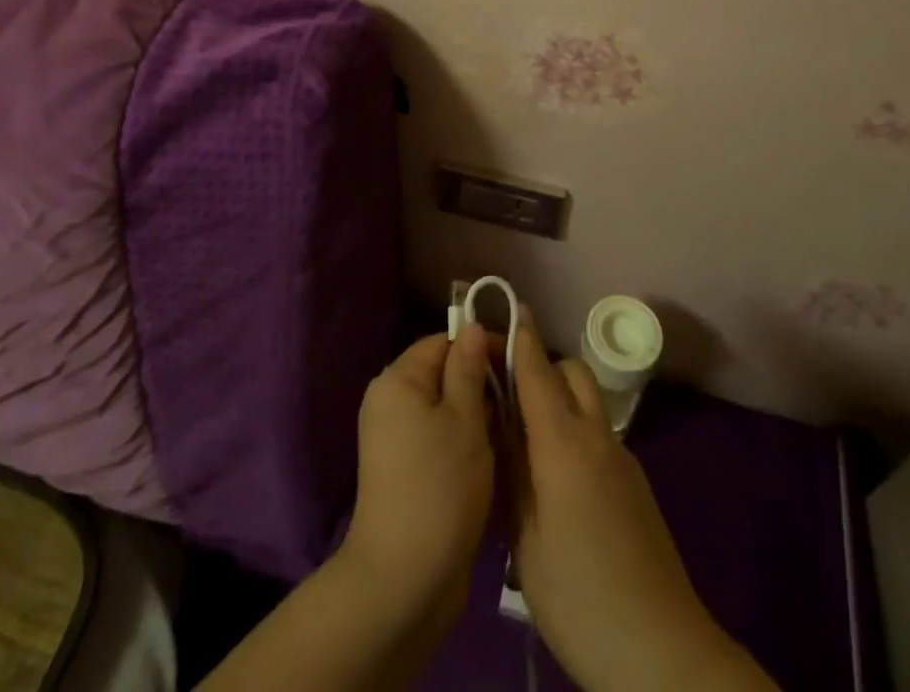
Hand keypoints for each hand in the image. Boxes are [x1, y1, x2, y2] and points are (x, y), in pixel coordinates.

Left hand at [341, 324, 496, 625]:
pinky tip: (493, 459)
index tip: (518, 365)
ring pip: (445, 409)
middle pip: (443, 374)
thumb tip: (472, 326)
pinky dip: (465, 443)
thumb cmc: (439, 487)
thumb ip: (469, 368)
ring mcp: (395, 439)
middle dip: (482, 384)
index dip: (481, 346)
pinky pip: (439, 439)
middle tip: (519, 403)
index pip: (443, 342)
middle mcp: (390, 402)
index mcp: (398, 380)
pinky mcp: (405, 472)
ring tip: (511, 432)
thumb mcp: (464, 419)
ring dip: (477, 417)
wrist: (404, 581)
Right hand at [510, 323, 775, 691]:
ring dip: (559, 396)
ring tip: (525, 432)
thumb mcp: (525, 539)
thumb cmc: (579, 596)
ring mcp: (621, 457)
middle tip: (505, 387)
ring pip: (588, 400)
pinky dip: (575, 427)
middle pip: (571, 372)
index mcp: (563, 443)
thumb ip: (511, 472)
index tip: (503, 309)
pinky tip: (556, 474)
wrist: (661, 649)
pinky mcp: (635, 483)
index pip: (537, 371)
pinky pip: (599, 432)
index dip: (519, 337)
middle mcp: (596, 435)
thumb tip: (498, 424)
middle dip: (540, 364)